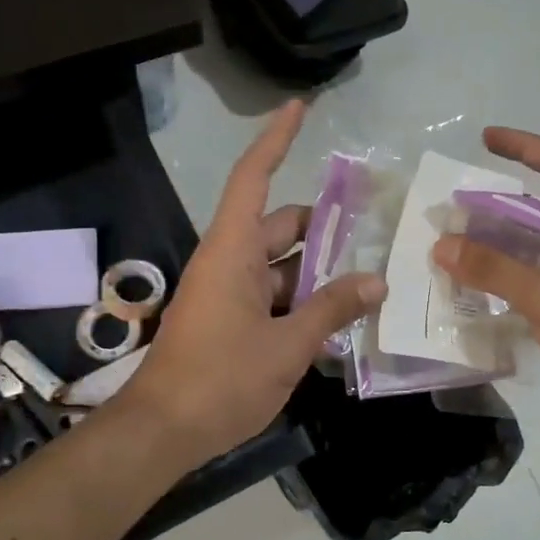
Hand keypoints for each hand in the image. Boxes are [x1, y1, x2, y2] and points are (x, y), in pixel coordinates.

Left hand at [118, 101, 385, 466]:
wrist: (163, 432)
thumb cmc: (221, 379)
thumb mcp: (287, 345)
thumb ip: (332, 309)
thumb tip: (376, 281)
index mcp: (232, 251)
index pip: (254, 178)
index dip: (277, 139)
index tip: (299, 107)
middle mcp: (228, 262)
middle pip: (280, 225)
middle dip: (324, 225)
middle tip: (374, 228)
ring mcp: (227, 294)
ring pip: (280, 265)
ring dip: (318, 269)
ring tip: (369, 277)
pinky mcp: (230, 322)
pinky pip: (272, 295)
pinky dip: (303, 299)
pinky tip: (339, 316)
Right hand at [434, 128, 539, 449]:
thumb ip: (496, 269)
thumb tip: (441, 244)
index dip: (528, 147)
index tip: (486, 139)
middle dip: (500, 204)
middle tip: (455, 207)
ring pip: (536, 250)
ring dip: (498, 246)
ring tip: (452, 245)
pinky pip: (533, 284)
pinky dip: (504, 281)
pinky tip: (471, 287)